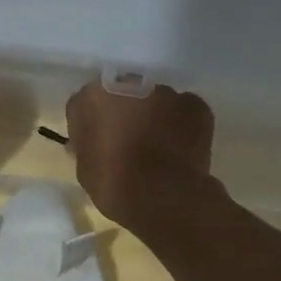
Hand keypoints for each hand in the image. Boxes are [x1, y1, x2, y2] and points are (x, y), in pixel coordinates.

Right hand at [65, 81, 214, 228]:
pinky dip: (182, 126)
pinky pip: (184, 111)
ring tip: (159, 149)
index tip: (97, 143)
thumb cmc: (113, 185)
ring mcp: (165, 92)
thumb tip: (94, 144)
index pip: (86, 104)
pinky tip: (181, 150)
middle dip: (125, 113)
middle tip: (128, 142)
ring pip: (156, 101)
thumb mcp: (85, 170)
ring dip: (154, 117)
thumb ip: (87, 147)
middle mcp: (127, 84)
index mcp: (92, 98)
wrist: (162, 196)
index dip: (92, 124)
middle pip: (123, 95)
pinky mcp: (195, 104)